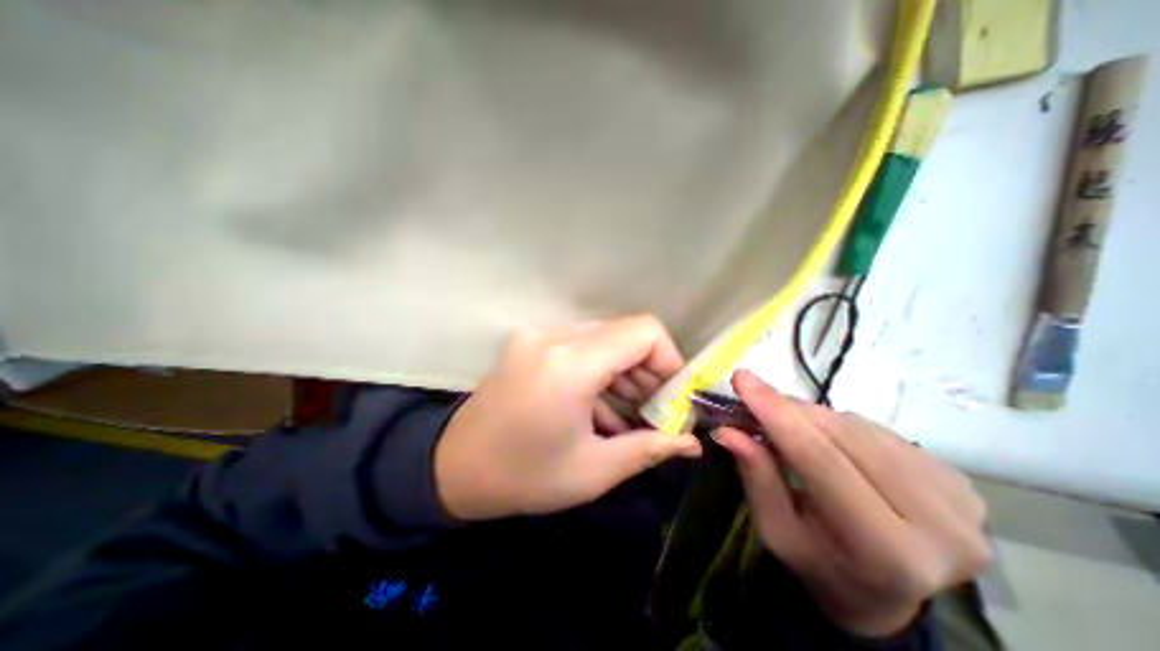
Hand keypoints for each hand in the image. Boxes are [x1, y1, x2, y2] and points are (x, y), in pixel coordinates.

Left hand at [439, 312, 702, 520]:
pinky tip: (601, 405)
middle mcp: (553, 337)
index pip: (642, 331)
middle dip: (648, 369)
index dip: (669, 358)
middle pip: (624, 333)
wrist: (453, 468)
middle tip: (655, 410)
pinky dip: (600, 369)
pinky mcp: (531, 342)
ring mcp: (538, 335)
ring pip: (603, 338)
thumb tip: (691, 443)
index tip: (672, 396)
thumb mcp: (594, 470)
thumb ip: (649, 448)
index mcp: (570, 364)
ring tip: (630, 412)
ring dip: (624, 370)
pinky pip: (580, 346)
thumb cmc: (524, 476)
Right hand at [718, 368, 987, 637]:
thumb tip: (728, 430)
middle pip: (842, 436)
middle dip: (789, 410)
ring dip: (813, 417)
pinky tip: (828, 441)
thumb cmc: (819, 563)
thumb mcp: (776, 530)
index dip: (777, 413)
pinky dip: (840, 426)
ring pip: (859, 427)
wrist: (885, 594)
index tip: (742, 379)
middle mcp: (939, 525)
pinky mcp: (960, 482)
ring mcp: (960, 502)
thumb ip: (757, 477)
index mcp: (884, 550)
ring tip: (790, 427)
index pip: (821, 460)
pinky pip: (878, 431)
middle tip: (754, 398)